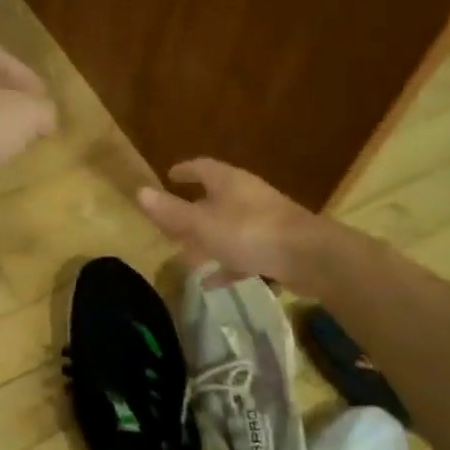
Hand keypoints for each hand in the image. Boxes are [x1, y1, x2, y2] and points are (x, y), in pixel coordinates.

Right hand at [137, 158, 322, 288]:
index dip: (184, 171)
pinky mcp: (276, 246)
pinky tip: (212, 282)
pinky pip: (244, 252)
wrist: (310, 257)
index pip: (201, 168)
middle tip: (171, 225)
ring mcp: (264, 221)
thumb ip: (171, 212)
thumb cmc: (250, 232)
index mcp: (229, 183)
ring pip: (228, 227)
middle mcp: (247, 196)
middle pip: (214, 199)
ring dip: (207, 241)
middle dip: (192, 212)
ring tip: (186, 257)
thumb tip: (139, 192)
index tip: (170, 176)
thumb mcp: (203, 224)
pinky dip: (226, 264)